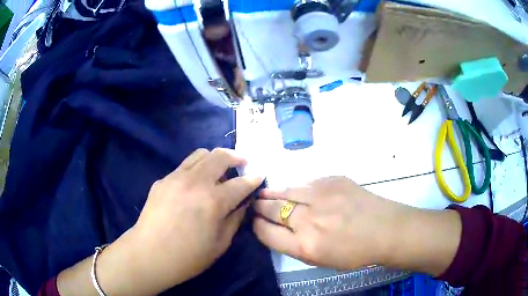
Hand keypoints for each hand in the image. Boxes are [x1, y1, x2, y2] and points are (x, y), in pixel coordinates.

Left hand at [58, 148, 263, 295]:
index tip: (260, 175)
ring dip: (216, 158)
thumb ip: (235, 219)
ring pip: (201, 153)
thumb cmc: (188, 256)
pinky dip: (197, 168)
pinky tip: (196, 183)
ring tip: (220, 169)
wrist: (149, 254)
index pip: (241, 183)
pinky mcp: (163, 179)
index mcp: (214, 201)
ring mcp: (177, 177)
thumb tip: (243, 203)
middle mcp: (196, 182)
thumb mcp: (221, 243)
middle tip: (243, 163)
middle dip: (237, 157)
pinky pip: (185, 165)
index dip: (254, 178)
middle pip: (221, 156)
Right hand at [253, 176, 402, 268]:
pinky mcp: (332, 180)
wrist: (385, 229)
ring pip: (285, 190)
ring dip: (271, 193)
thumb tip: (276, 228)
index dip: (256, 226)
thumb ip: (294, 245)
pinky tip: (293, 189)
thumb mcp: (320, 259)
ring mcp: (321, 195)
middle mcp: (308, 219)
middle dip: (258, 207)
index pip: (266, 232)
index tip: (254, 221)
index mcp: (305, 246)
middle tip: (254, 204)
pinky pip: (305, 182)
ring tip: (263, 193)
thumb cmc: (354, 252)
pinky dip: (295, 187)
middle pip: (271, 209)